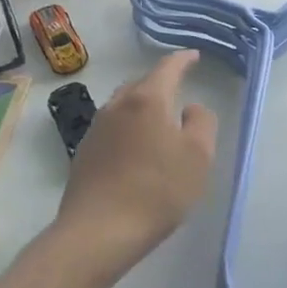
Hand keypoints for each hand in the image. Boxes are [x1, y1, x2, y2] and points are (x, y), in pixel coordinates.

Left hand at [54, 50, 217, 274]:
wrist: (99, 231)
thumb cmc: (157, 191)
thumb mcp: (198, 157)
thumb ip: (202, 123)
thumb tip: (191, 108)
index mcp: (147, 100)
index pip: (167, 68)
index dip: (183, 60)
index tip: (193, 56)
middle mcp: (117, 106)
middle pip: (141, 84)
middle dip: (160, 82)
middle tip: (178, 89)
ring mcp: (96, 129)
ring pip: (123, 105)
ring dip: (141, 106)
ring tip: (157, 119)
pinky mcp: (84, 153)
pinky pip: (111, 128)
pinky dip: (128, 128)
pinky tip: (136, 149)